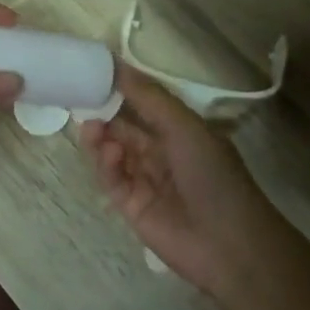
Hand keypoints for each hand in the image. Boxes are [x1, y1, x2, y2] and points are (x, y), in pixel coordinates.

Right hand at [78, 65, 286, 298]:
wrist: (228, 245)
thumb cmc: (213, 175)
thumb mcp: (184, 126)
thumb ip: (148, 97)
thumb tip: (117, 64)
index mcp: (181, 131)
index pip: (145, 104)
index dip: (121, 88)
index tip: (94, 71)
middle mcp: (162, 153)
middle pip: (124, 127)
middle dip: (104, 112)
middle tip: (80, 99)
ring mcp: (145, 180)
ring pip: (113, 151)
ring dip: (101, 137)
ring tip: (90, 128)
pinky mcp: (131, 206)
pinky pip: (112, 178)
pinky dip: (106, 164)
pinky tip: (108, 154)